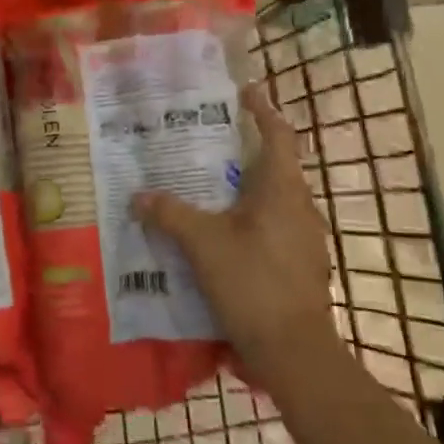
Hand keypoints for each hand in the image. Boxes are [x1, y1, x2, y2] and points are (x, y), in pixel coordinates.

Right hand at [132, 84, 338, 389]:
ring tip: (209, 186)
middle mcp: (301, 206)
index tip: (244, 91)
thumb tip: (138, 196)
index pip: (278, 134)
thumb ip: (170, 214)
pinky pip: (274, 226)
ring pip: (274, 198)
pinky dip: (250, 218)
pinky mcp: (301, 264)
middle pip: (276, 165)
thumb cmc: (252, 283)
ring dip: (246, 187)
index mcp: (283, 189)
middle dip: (245, 150)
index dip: (263, 109)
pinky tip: (223, 233)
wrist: (295, 352)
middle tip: (208, 140)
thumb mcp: (203, 244)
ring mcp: (305, 238)